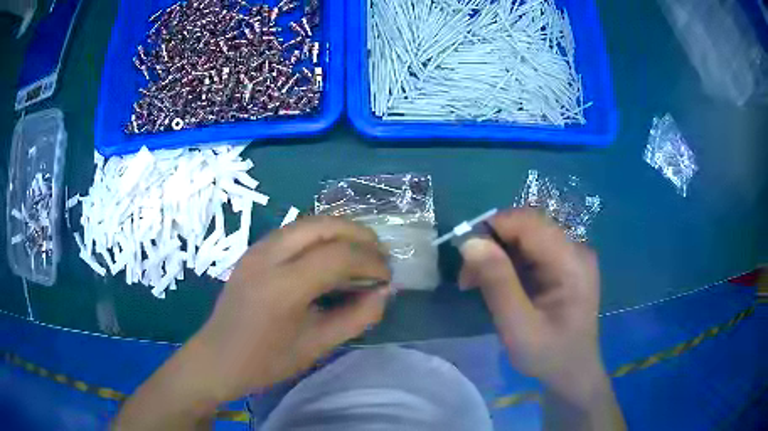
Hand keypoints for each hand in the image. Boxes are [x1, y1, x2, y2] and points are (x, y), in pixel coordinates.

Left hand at [115, 217, 391, 429]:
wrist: (217, 357)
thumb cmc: (266, 361)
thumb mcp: (317, 346)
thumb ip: (356, 318)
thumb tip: (383, 293)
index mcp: (283, 286)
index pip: (339, 256)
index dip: (371, 262)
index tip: (387, 277)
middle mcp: (269, 256)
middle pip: (324, 225)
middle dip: (360, 235)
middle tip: (379, 256)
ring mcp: (257, 249)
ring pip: (309, 222)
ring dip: (341, 231)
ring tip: (361, 252)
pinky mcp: (253, 250)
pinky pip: (294, 230)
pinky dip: (321, 235)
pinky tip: (331, 255)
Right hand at [459, 208, 603, 400]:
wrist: (572, 372)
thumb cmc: (549, 355)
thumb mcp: (518, 328)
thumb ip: (497, 284)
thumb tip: (470, 242)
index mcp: (572, 262)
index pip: (529, 223)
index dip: (493, 228)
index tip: (464, 255)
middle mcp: (575, 249)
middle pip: (526, 226)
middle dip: (492, 243)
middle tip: (467, 277)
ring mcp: (570, 255)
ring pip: (524, 237)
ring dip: (496, 253)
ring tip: (475, 283)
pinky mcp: (562, 264)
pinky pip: (529, 250)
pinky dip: (506, 262)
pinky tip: (495, 283)